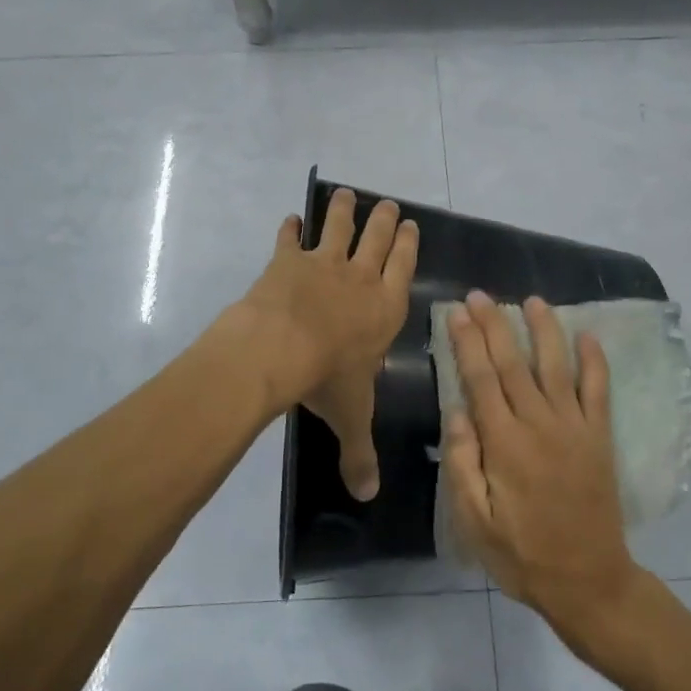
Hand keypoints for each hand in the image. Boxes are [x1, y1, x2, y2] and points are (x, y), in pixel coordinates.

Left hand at [236, 189, 417, 499]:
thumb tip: (368, 497)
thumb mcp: (351, 418)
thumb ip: (359, 453)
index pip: (403, 268)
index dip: (407, 245)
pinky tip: (290, 219)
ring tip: (346, 194)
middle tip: (387, 203)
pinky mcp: (286, 261)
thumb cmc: (327, 379)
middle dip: (384, 220)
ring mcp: (322, 264)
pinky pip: (289, 238)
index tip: (410, 224)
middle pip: (377, 239)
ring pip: (338, 227)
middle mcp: (359, 279)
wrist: (280, 348)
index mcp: (384, 308)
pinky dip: (289, 228)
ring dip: (343, 210)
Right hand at [444, 291, 642, 645]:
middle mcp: (539, 424)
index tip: (458, 312)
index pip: (481, 379)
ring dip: (544, 329)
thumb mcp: (473, 521)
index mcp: (504, 444)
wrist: (588, 580)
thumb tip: (456, 410)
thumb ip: (463, 463)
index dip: (468, 342)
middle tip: (481, 295)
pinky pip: (598, 390)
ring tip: (532, 300)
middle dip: (495, 325)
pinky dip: (594, 361)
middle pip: (514, 363)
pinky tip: (587, 336)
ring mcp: (575, 427)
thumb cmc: (522, 554)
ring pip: (556, 366)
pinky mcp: (600, 437)